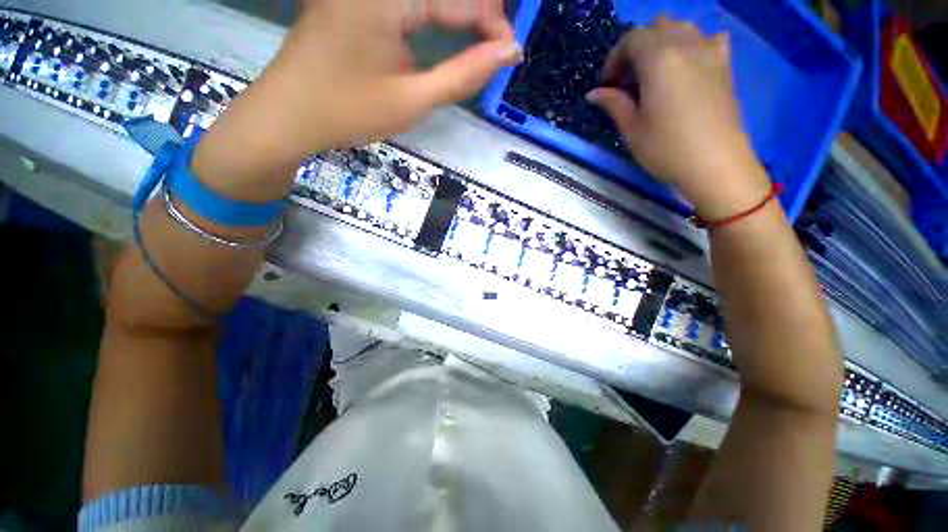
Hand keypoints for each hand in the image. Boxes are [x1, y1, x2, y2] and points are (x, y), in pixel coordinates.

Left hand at [194, 0, 520, 199]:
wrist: (289, 115)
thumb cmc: (349, 111)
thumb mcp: (413, 100)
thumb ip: (463, 74)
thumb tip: (507, 53)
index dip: (493, 23)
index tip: (511, 53)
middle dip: (477, 13)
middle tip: (496, 47)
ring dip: (457, 11)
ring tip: (480, 37)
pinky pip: (405, 1)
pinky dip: (431, 12)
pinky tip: (446, 26)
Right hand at [587, 17, 769, 218]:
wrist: (715, 163)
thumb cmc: (666, 148)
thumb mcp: (631, 128)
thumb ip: (613, 103)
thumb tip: (594, 93)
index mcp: (659, 58)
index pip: (632, 39)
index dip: (615, 58)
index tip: (608, 83)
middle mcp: (686, 44)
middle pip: (657, 27)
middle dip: (637, 47)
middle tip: (628, 78)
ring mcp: (710, 51)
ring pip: (682, 27)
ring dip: (663, 42)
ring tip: (654, 72)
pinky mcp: (725, 64)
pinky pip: (708, 38)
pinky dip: (693, 44)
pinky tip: (687, 65)